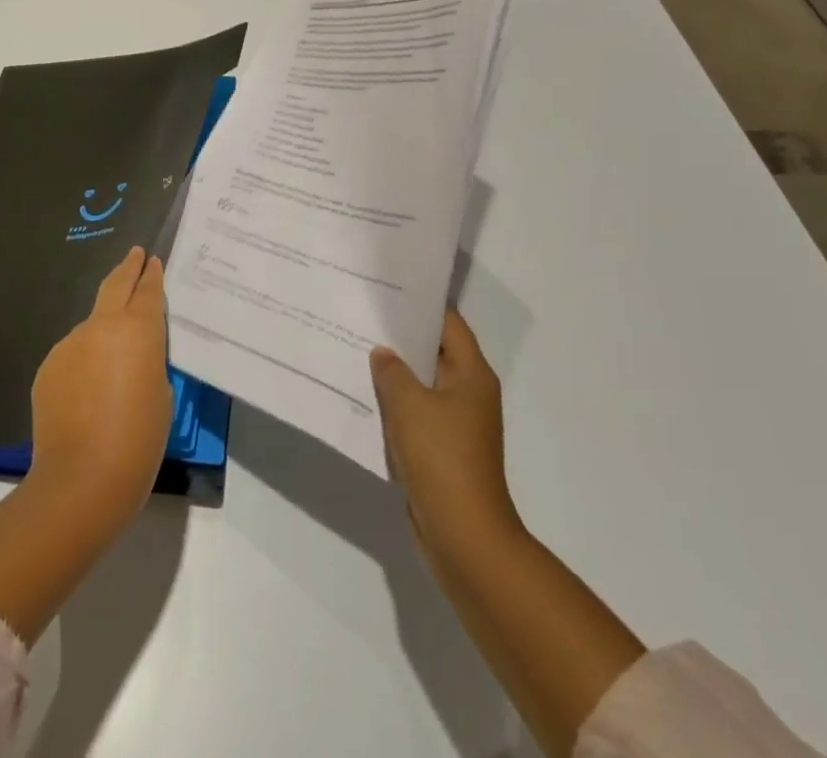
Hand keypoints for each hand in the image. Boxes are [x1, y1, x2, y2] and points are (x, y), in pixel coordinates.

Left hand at [27, 246, 174, 529]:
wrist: (82, 478)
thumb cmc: (138, 439)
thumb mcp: (161, 392)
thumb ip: (148, 360)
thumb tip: (131, 353)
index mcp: (138, 329)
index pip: (148, 291)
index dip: (151, 274)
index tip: (151, 260)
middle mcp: (102, 326)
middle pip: (115, 285)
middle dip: (127, 268)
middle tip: (134, 255)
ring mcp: (70, 344)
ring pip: (92, 325)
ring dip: (103, 329)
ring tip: (114, 357)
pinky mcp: (49, 367)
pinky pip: (73, 354)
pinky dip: (83, 361)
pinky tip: (89, 391)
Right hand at [371, 307, 520, 559]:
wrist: (464, 537)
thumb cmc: (442, 459)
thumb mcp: (409, 405)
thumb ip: (392, 371)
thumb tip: (383, 353)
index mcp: (472, 375)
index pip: (448, 323)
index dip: (419, 304)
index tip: (386, 289)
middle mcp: (468, 394)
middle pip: (433, 352)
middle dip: (400, 337)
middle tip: (361, 315)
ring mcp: (456, 425)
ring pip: (421, 385)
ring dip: (394, 374)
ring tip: (354, 349)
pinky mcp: (441, 452)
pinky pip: (415, 415)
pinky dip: (394, 406)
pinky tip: (363, 397)